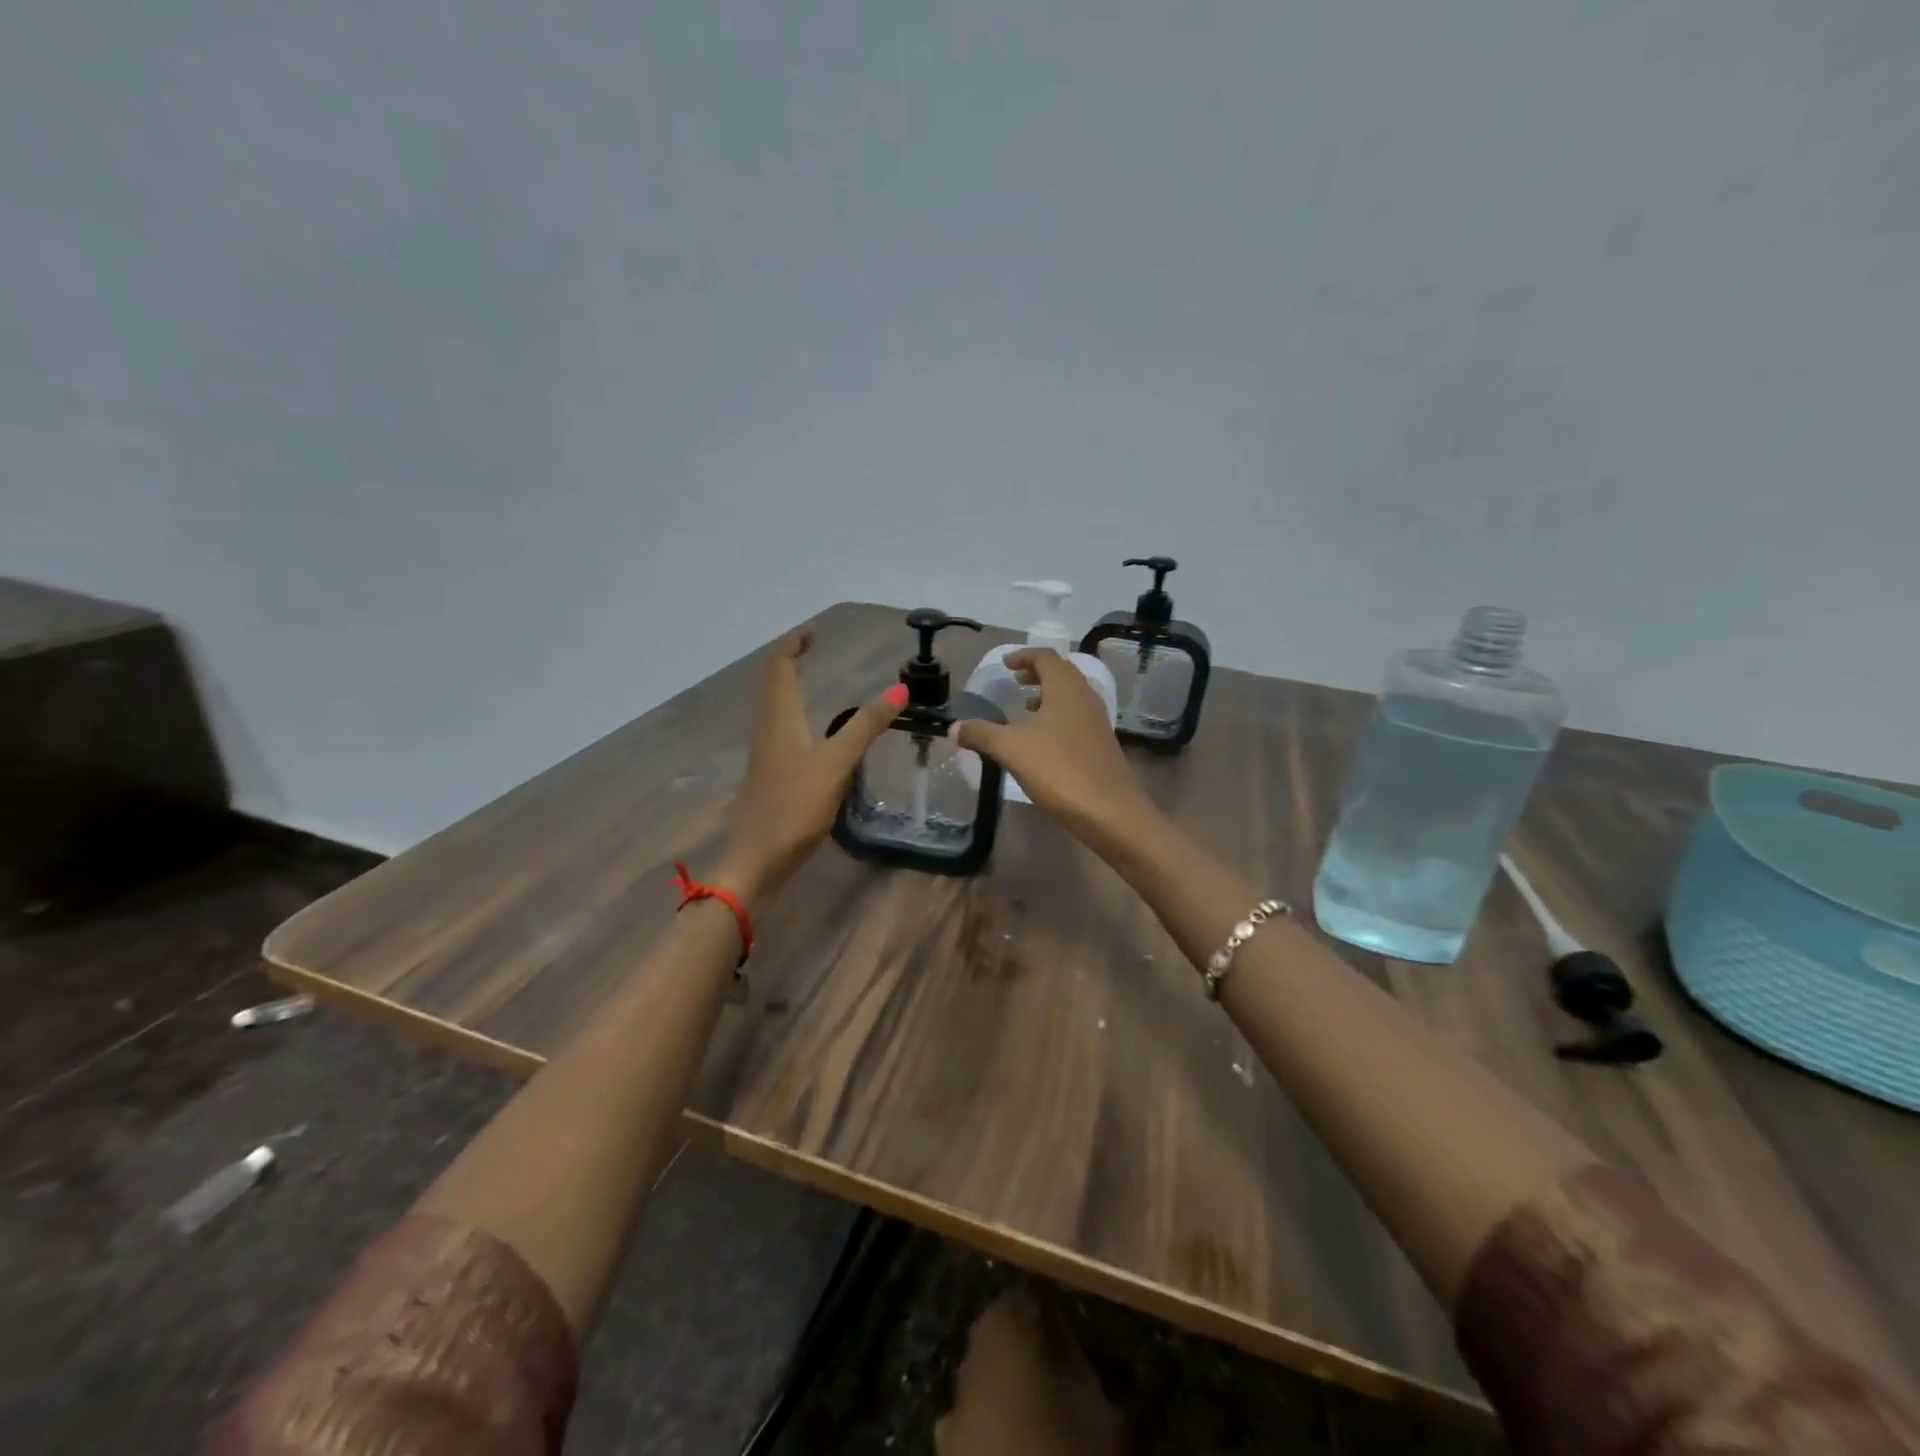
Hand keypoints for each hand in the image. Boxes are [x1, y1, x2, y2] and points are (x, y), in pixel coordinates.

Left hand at [717, 631, 902, 905]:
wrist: (758, 860)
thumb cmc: (796, 806)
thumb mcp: (837, 763)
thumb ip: (866, 726)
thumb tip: (900, 689)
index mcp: (779, 718)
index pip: (779, 666)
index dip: (794, 644)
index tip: (814, 631)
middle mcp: (767, 729)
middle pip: (774, 683)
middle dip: (792, 661)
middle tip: (816, 649)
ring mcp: (765, 754)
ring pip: (774, 706)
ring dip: (791, 686)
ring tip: (814, 679)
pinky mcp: (769, 775)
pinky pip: (780, 729)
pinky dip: (795, 713)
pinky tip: (812, 731)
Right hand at [947, 649, 1155, 847]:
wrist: (1109, 810)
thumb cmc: (1059, 769)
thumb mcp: (1011, 749)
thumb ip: (981, 734)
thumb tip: (954, 728)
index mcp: (1066, 688)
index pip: (1045, 657)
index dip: (1023, 656)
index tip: (1005, 664)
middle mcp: (1085, 697)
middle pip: (1061, 673)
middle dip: (1037, 673)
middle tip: (1015, 681)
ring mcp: (1097, 721)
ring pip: (1071, 696)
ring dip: (1048, 695)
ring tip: (1026, 706)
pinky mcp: (1101, 743)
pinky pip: (1077, 717)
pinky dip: (1058, 715)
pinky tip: (1043, 739)